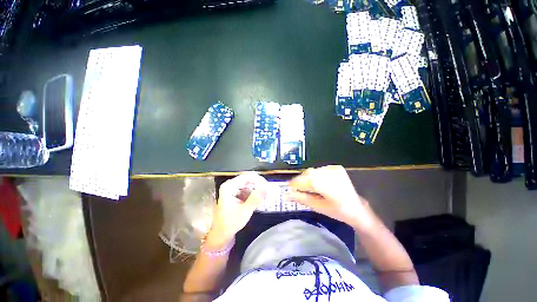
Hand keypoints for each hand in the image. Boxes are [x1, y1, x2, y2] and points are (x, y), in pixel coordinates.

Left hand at [207, 172, 267, 247]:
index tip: (268, 185)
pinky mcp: (237, 193)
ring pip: (250, 184)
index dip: (258, 179)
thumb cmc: (231, 222)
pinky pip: (248, 189)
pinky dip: (255, 192)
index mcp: (229, 186)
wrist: (222, 233)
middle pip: (248, 179)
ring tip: (267, 194)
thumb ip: (255, 198)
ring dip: (258, 188)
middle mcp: (231, 184)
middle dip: (259, 184)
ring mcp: (234, 188)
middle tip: (269, 190)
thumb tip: (267, 188)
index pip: (246, 177)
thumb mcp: (244, 211)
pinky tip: (261, 197)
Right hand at [286, 165, 367, 227]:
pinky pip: (319, 169)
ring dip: (307, 177)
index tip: (288, 187)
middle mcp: (330, 173)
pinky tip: (317, 182)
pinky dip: (315, 175)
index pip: (305, 180)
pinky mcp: (336, 167)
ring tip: (306, 186)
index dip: (295, 183)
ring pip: (313, 171)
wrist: (356, 208)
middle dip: (300, 180)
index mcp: (327, 185)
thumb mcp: (317, 207)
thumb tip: (286, 195)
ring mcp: (334, 169)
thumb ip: (301, 198)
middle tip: (296, 188)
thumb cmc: (337, 211)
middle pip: (309, 173)